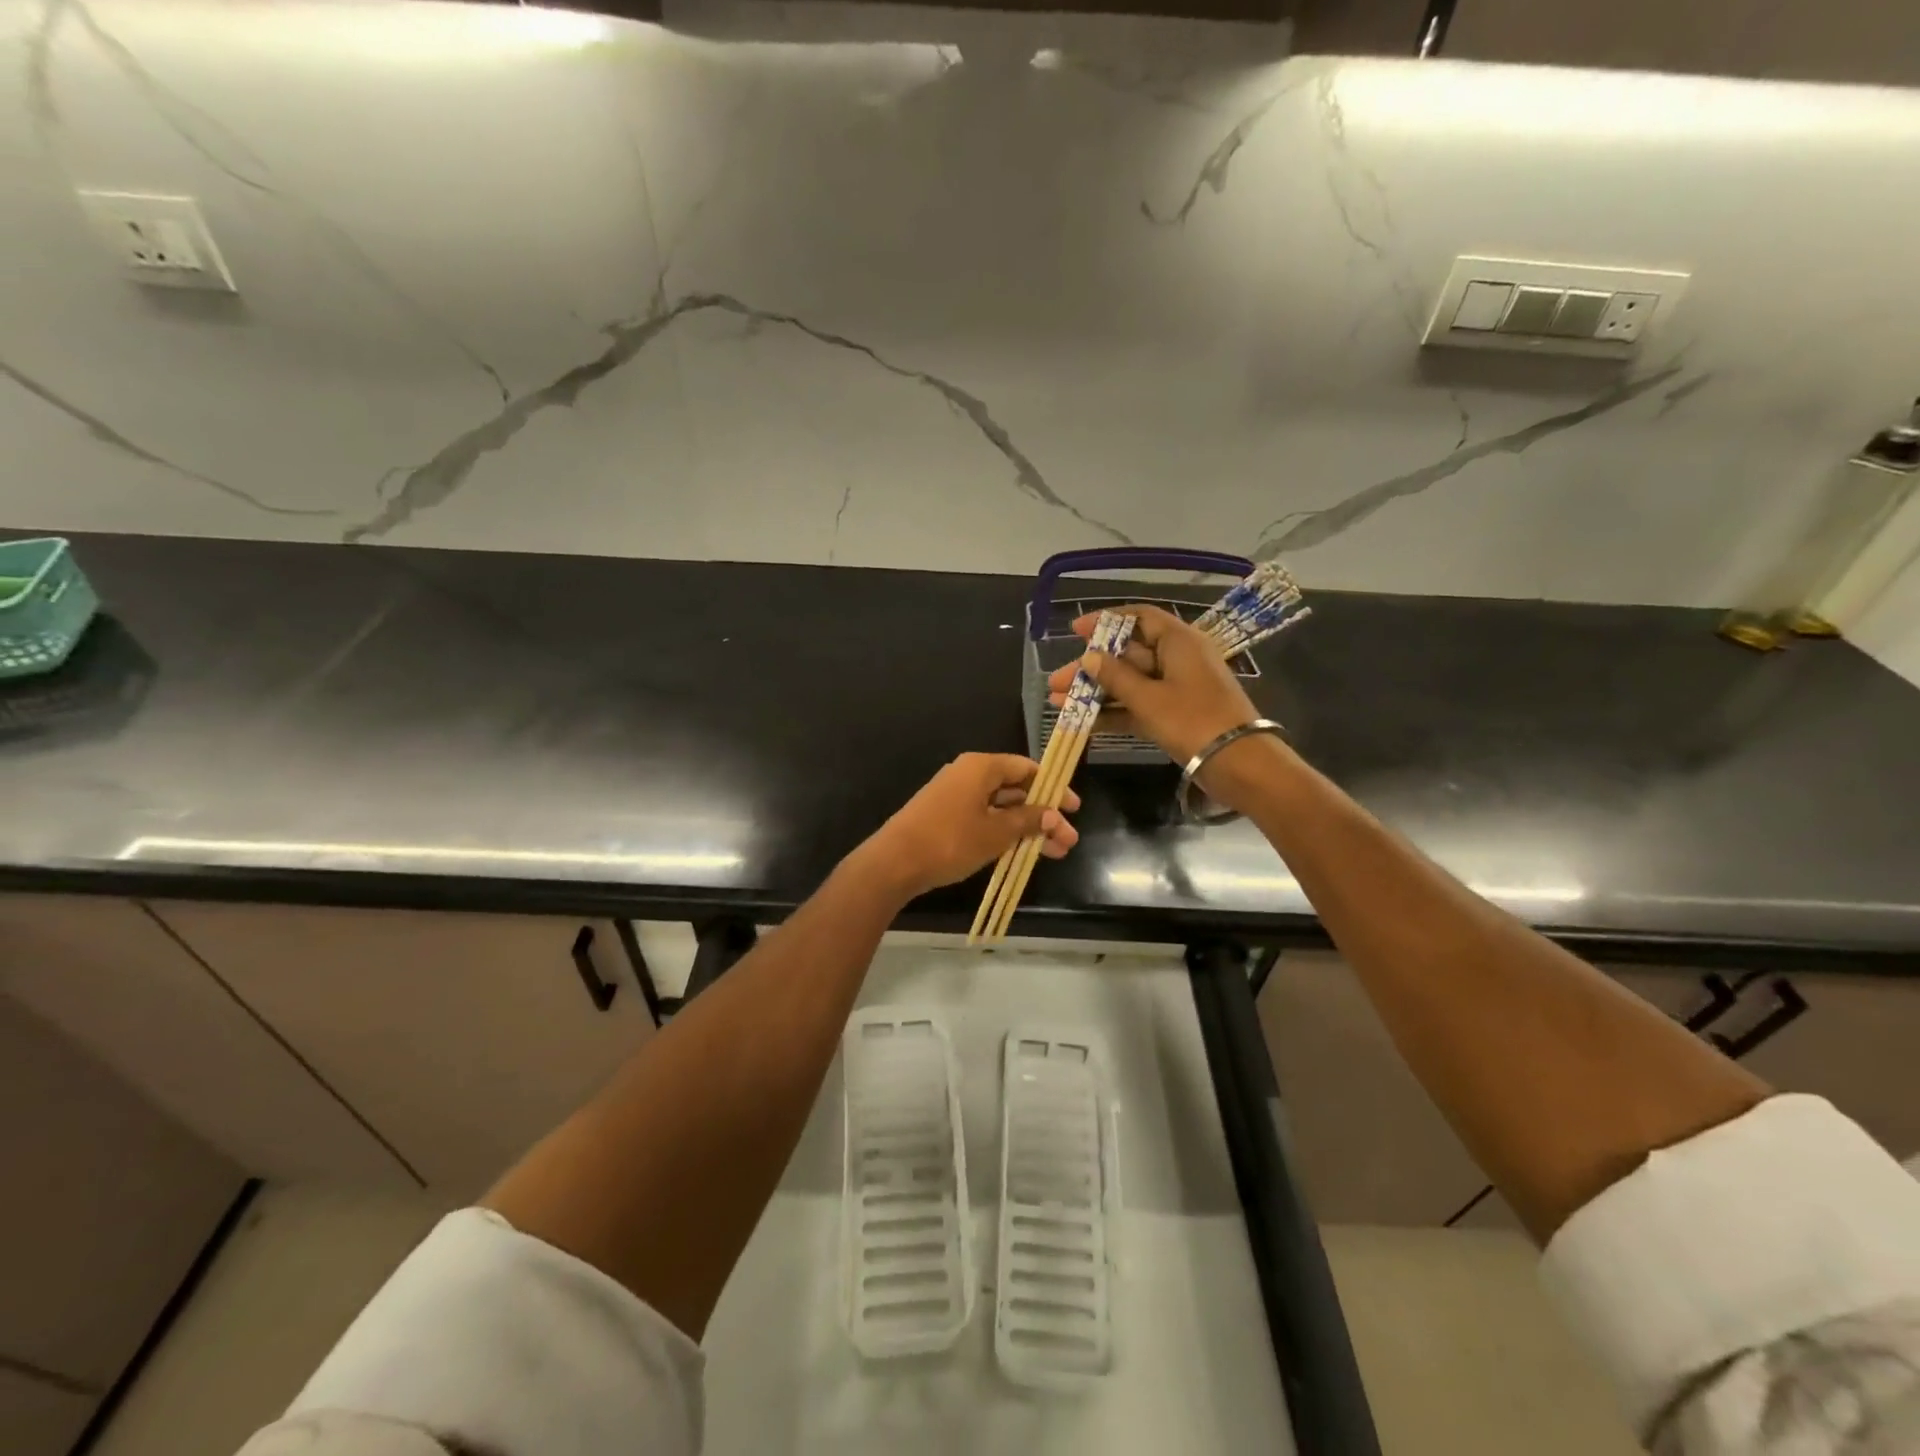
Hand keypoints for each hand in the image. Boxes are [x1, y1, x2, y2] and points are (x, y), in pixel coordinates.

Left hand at [857, 753, 1080, 899]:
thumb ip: (1028, 821)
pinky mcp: (946, 816)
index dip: (1053, 787)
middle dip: (1043, 815)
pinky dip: (1005, 832)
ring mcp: (955, 796)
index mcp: (981, 767)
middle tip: (1068, 840)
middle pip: (1015, 789)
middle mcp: (968, 775)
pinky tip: (1022, 852)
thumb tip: (1053, 815)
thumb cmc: (951, 840)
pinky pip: (984, 818)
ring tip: (1054, 853)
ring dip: (1027, 828)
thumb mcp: (997, 833)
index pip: (1026, 768)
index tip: (1073, 808)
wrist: (895, 862)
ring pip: (1000, 807)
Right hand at [1046, 604, 1258, 764]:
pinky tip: (1083, 723)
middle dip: (1090, 668)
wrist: (1238, 763)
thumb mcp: (1148, 698)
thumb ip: (1115, 677)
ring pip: (1129, 682)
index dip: (1106, 621)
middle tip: (1056, 681)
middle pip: (1127, 654)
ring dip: (1096, 692)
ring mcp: (1177, 688)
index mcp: (1178, 641)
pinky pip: (1138, 705)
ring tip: (1058, 703)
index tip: (1075, 631)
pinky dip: (1114, 712)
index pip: (1139, 618)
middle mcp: (1177, 658)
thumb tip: (1089, 657)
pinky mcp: (1175, 714)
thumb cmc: (1193, 720)